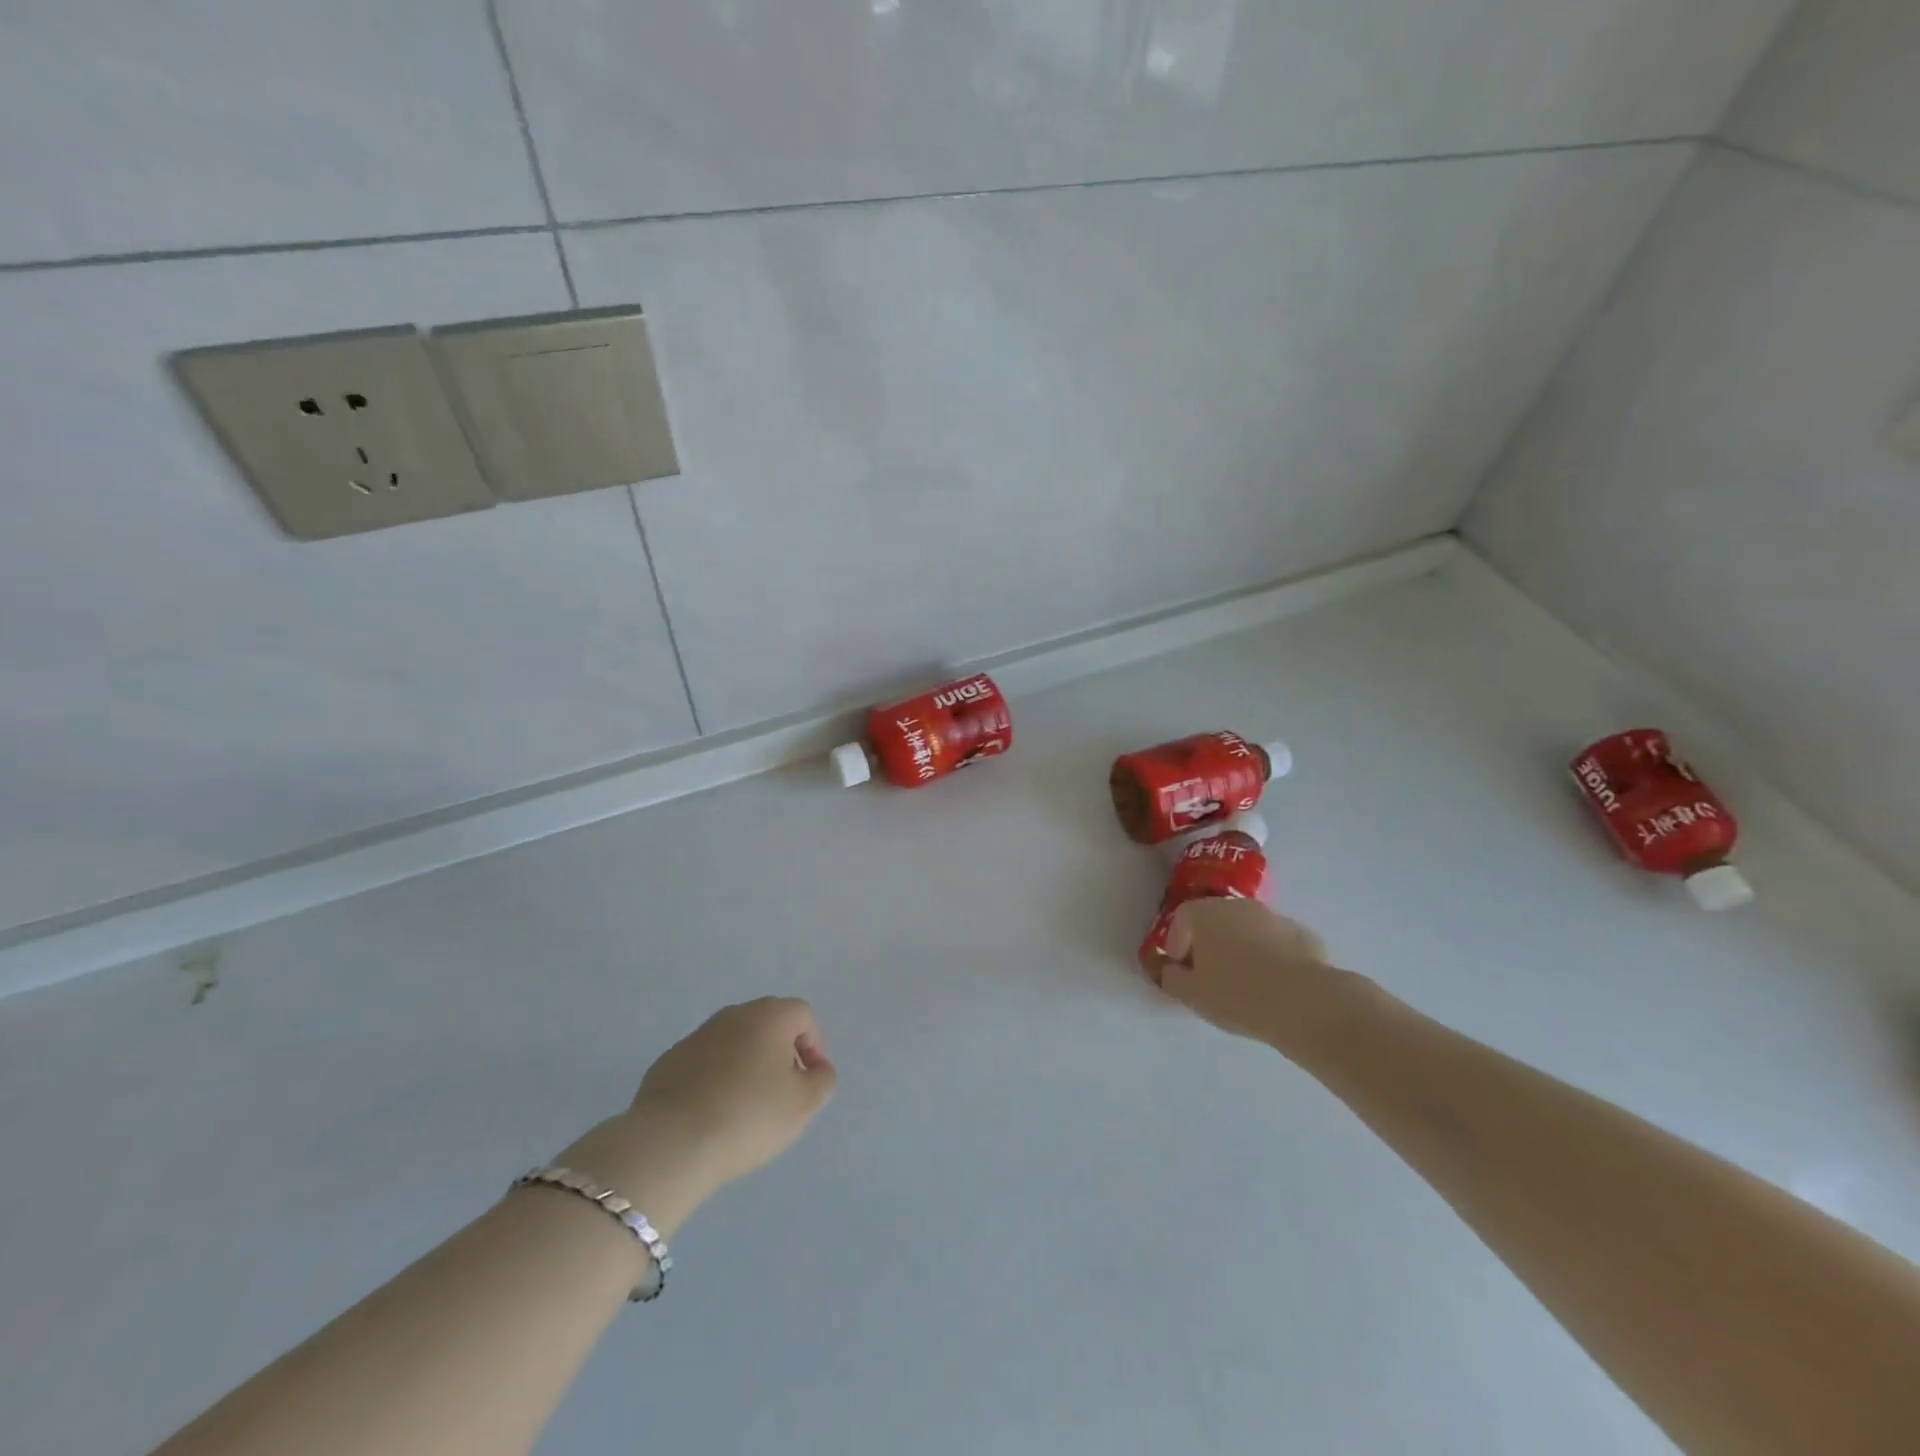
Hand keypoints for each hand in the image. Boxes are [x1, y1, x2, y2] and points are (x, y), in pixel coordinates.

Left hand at [630, 997, 837, 1187]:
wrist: (671, 1143)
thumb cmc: (750, 1116)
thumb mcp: (805, 1104)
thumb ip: (822, 1080)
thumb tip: (816, 1069)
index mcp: (769, 1015)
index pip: (802, 1015)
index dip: (814, 1046)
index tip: (809, 1082)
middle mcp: (733, 1015)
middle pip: (767, 1025)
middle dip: (780, 1053)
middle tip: (781, 1093)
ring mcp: (696, 1036)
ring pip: (734, 1044)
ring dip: (746, 1066)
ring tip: (745, 1108)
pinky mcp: (668, 1062)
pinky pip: (704, 1064)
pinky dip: (715, 1081)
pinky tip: (712, 1115)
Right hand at [1161, 897, 1357, 1056]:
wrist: (1304, 1002)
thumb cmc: (1236, 994)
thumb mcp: (1192, 996)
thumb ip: (1173, 980)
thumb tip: (1172, 971)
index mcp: (1204, 914)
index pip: (1182, 918)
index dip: (1178, 943)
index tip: (1181, 969)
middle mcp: (1237, 905)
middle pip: (1216, 919)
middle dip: (1210, 943)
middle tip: (1211, 975)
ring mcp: (1273, 917)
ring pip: (1248, 929)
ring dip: (1242, 948)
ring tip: (1246, 983)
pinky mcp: (1303, 934)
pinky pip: (1277, 943)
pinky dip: (1271, 957)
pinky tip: (1276, 986)